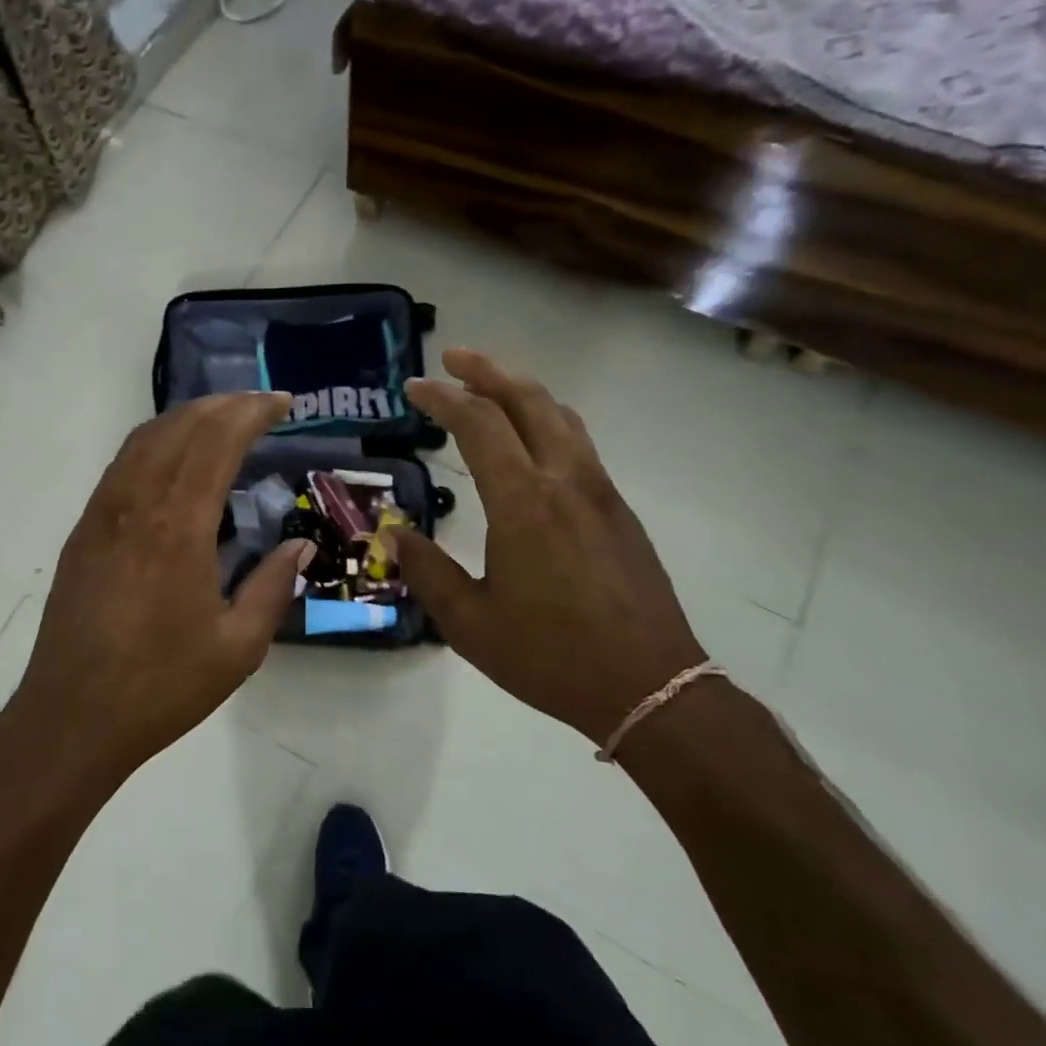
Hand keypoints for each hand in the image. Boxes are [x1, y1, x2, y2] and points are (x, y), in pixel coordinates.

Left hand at [11, 392, 312, 774]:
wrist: (72, 717)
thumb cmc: (161, 686)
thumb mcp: (238, 648)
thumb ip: (272, 587)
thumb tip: (299, 546)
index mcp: (178, 528)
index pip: (216, 442)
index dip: (251, 412)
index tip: (283, 403)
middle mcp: (136, 506)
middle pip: (179, 428)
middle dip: (222, 405)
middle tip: (259, 405)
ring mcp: (102, 515)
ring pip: (143, 440)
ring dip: (185, 418)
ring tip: (221, 420)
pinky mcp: (83, 532)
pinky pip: (121, 466)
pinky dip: (154, 444)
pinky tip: (173, 460)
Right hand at [395, 349, 706, 743]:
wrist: (651, 686)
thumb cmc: (550, 656)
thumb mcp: (469, 623)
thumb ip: (427, 571)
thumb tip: (394, 535)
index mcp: (523, 502)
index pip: (478, 423)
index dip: (442, 398)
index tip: (413, 387)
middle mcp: (565, 480)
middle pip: (528, 400)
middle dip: (486, 371)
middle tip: (451, 359)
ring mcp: (599, 492)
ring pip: (561, 416)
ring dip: (521, 391)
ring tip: (489, 388)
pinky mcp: (619, 511)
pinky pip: (578, 443)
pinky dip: (546, 421)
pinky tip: (531, 442)